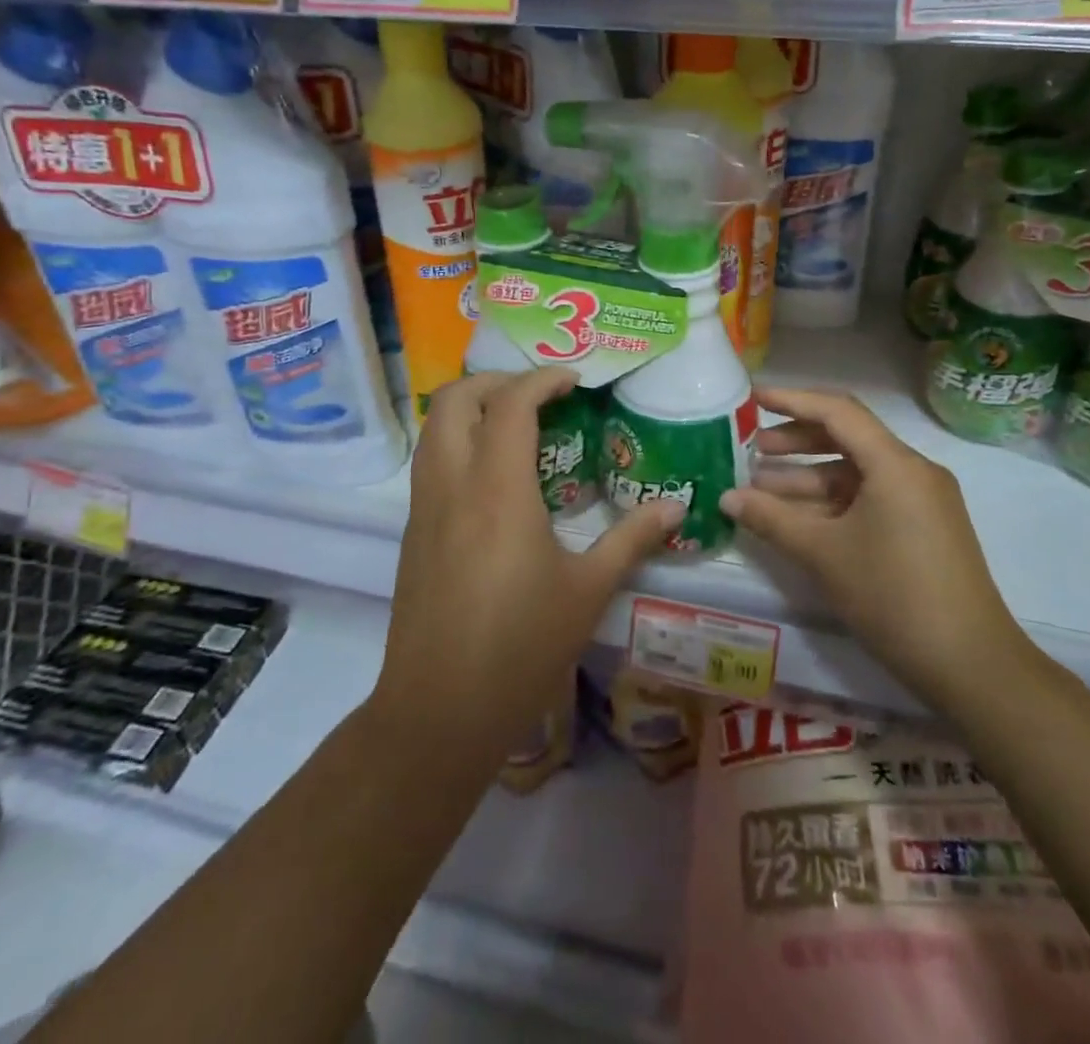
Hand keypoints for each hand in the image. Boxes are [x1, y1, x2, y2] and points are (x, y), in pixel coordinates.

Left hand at [371, 367, 681, 774]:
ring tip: (517, 425)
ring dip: (470, 408)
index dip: (542, 380)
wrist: (439, 710)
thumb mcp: (588, 590)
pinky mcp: (413, 532)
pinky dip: (458, 441)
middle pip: (453, 399)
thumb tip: (676, 506)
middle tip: (539, 395)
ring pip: (433, 428)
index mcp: (498, 490)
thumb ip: (633, 538)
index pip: (510, 404)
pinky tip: (495, 476)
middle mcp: (452, 484)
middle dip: (495, 381)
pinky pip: (429, 461)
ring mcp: (424, 508)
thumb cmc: (522, 646)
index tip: (574, 382)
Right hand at [721, 386, 1032, 711]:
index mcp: (895, 464)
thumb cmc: (893, 596)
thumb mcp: (824, 554)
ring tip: (762, 487)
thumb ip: (771, 518)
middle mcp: (913, 471)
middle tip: (753, 450)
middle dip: (797, 441)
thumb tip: (726, 497)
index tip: (754, 399)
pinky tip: (799, 517)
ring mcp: (922, 500)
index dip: (792, 400)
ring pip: (857, 473)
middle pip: (848, 438)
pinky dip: (834, 502)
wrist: (970, 665)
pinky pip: (871, 498)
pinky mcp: (924, 528)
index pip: (838, 412)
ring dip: (810, 477)